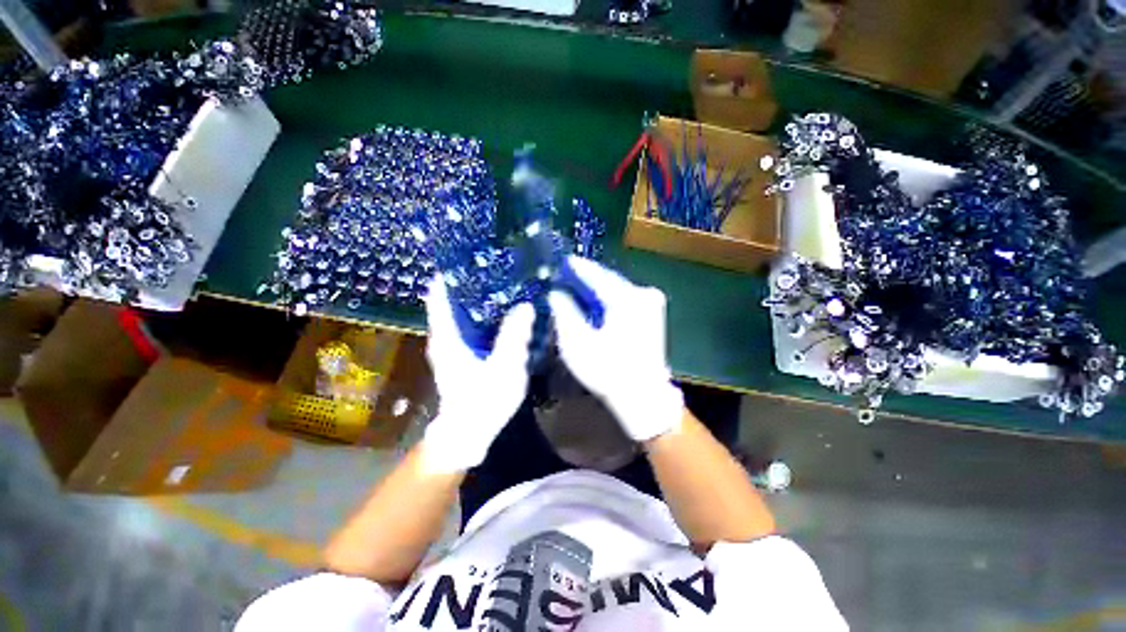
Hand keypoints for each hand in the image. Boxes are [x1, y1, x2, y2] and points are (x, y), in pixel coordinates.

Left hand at [421, 279, 534, 472]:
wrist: (469, 433)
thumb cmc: (483, 401)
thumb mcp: (504, 368)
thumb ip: (514, 336)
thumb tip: (525, 305)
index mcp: (447, 335)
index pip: (440, 293)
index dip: (451, 272)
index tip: (472, 256)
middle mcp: (445, 335)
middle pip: (452, 298)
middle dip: (471, 280)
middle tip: (498, 265)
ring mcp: (453, 344)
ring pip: (462, 311)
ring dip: (479, 296)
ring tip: (505, 281)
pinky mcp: (463, 352)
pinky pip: (471, 323)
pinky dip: (484, 313)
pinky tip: (505, 310)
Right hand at [549, 257, 683, 441]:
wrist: (643, 396)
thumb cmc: (608, 370)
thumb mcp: (578, 342)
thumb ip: (565, 312)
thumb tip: (556, 293)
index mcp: (626, 299)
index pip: (597, 275)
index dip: (578, 267)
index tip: (562, 261)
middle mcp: (643, 295)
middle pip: (609, 279)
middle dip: (587, 278)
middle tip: (566, 274)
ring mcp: (651, 305)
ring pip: (617, 289)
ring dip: (597, 288)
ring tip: (577, 287)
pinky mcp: (653, 315)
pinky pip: (625, 298)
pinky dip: (608, 299)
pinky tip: (595, 302)